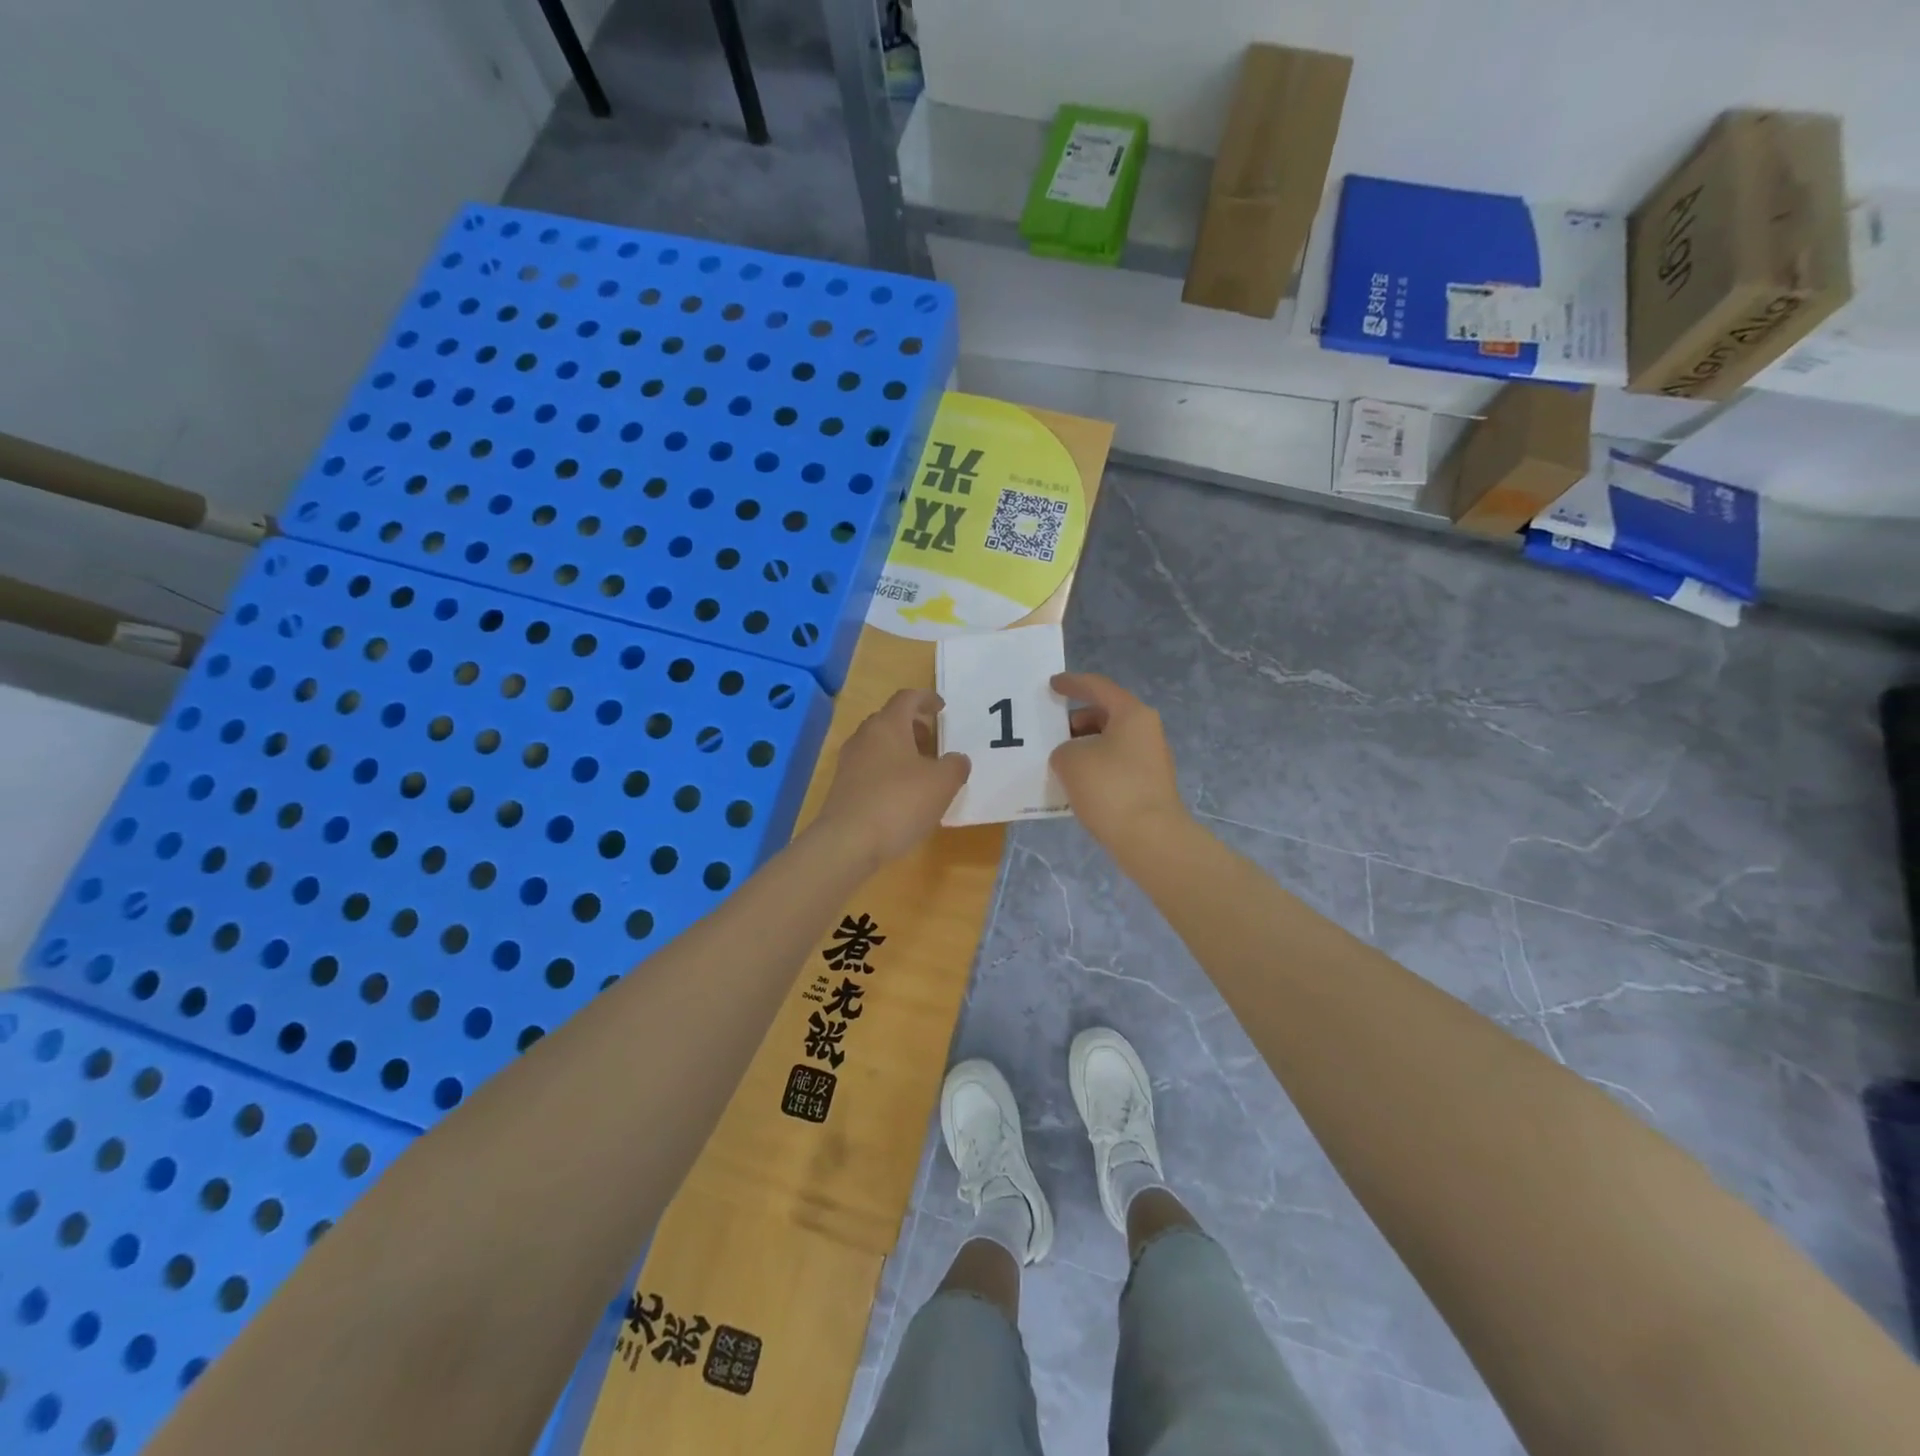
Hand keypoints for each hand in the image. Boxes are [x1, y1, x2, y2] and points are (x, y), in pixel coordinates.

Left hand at [815, 689, 969, 866]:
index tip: (942, 708)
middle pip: (889, 720)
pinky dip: (889, 772)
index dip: (926, 699)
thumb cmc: (899, 803)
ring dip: (901, 751)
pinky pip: (870, 769)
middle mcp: (864, 737)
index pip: (907, 698)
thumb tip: (956, 759)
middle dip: (913, 726)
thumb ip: (955, 766)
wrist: (848, 842)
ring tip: (923, 771)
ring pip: (879, 745)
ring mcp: (849, 763)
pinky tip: (903, 795)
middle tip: (934, 741)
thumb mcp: (941, 783)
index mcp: (888, 725)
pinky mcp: (843, 788)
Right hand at [1049, 672, 1186, 848]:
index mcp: (1132, 714)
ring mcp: (1150, 759)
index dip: (1072, 683)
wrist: (1150, 838)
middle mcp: (1146, 731)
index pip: (1098, 687)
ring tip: (1057, 760)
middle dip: (1075, 721)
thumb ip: (1063, 749)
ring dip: (1083, 746)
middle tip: (1049, 731)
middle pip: (1105, 715)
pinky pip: (1114, 765)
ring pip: (1110, 742)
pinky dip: (1093, 767)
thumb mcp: (1070, 760)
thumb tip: (1072, 757)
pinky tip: (1074, 783)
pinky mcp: (1148, 785)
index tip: (1051, 685)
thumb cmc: (1110, 788)